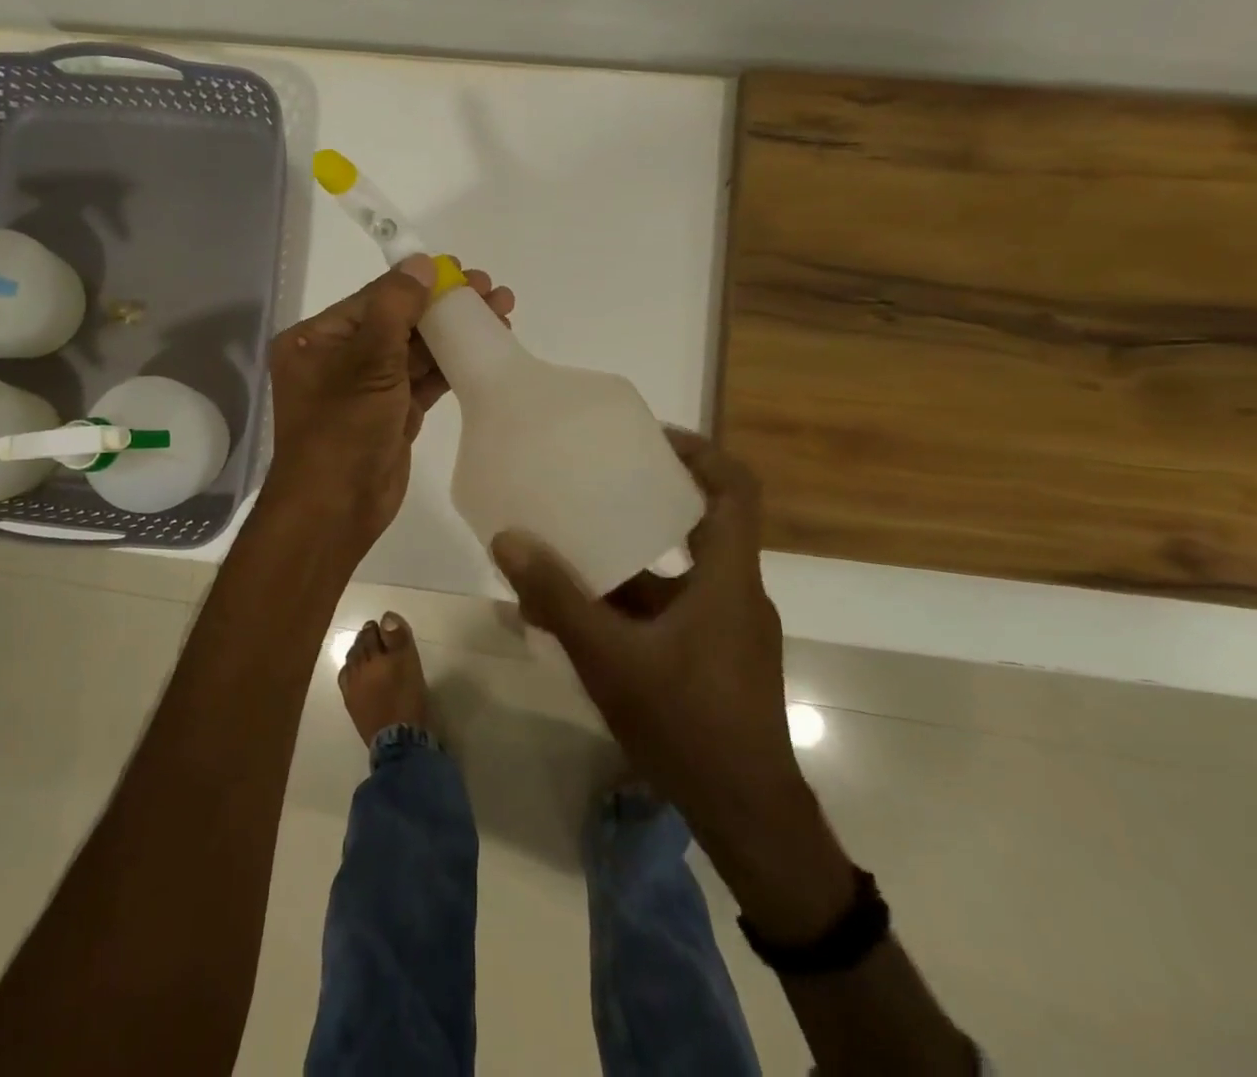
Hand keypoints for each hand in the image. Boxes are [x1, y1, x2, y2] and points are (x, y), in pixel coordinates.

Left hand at [265, 254, 513, 555]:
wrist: (336, 509)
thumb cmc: (342, 429)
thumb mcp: (367, 362)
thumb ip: (396, 308)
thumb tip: (419, 263)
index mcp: (317, 340)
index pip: (375, 299)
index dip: (419, 282)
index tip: (462, 270)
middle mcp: (339, 358)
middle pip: (399, 321)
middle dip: (444, 306)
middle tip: (491, 291)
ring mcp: (367, 388)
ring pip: (415, 351)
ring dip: (454, 334)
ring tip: (501, 313)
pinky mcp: (391, 413)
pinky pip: (422, 380)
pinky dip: (451, 365)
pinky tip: (485, 347)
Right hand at [489, 429, 803, 835]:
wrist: (747, 818)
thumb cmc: (689, 725)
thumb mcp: (611, 658)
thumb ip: (558, 598)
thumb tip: (509, 539)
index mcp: (727, 578)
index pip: (735, 490)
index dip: (699, 452)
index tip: (649, 438)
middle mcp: (734, 592)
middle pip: (701, 523)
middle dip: (648, 498)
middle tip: (597, 481)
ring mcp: (725, 629)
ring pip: (677, 574)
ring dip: (629, 558)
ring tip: (572, 546)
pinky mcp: (714, 658)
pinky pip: (671, 611)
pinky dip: (631, 603)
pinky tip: (581, 618)